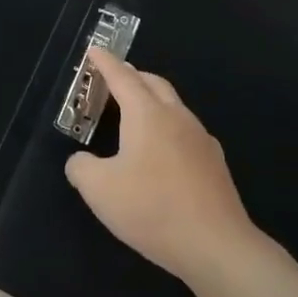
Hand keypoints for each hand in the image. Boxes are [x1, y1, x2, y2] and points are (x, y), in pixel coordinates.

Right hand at [64, 49, 261, 283]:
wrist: (217, 246)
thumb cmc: (152, 209)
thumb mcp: (100, 190)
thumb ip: (81, 168)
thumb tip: (80, 162)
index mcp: (147, 114)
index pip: (122, 77)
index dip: (105, 63)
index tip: (94, 50)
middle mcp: (176, 117)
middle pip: (153, 83)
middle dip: (132, 75)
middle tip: (112, 80)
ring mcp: (200, 139)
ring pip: (173, 105)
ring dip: (152, 100)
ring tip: (134, 115)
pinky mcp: (214, 163)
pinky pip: (186, 131)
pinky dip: (167, 127)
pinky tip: (162, 151)